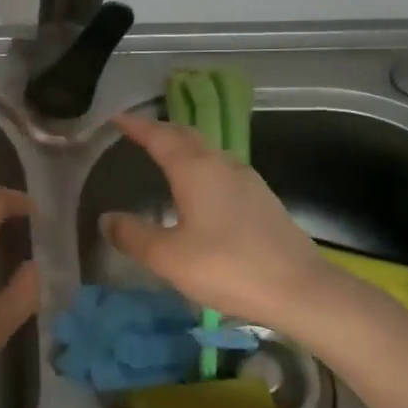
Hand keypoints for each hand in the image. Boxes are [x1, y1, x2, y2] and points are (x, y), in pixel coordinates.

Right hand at [101, 114, 390, 338]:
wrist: (300, 290)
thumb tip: (107, 218)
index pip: (159, 136)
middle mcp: (222, 165)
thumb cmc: (227, 267)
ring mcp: (248, 181)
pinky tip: (199, 190)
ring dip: (184, 148)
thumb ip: (133, 235)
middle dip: (161, 131)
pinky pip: (222, 170)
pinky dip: (201, 167)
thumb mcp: (168, 257)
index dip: (136, 126)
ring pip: (208, 152)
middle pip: (188, 136)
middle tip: (137, 133)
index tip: (116, 118)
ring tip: (165, 157)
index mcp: (195, 170)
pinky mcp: (263, 200)